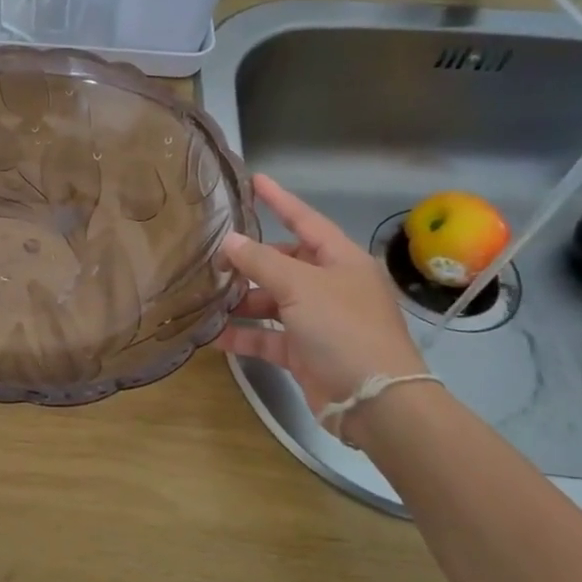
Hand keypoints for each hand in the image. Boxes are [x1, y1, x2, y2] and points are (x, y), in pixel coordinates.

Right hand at [215, 175, 428, 433]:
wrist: (375, 401)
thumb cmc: (343, 329)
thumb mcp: (300, 286)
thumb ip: (261, 261)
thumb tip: (230, 241)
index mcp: (342, 261)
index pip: (306, 220)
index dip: (280, 201)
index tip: (254, 180)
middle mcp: (332, 286)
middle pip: (285, 263)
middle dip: (251, 261)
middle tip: (213, 256)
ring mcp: (319, 321)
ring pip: (273, 301)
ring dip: (242, 300)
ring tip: (206, 296)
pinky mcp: (306, 353)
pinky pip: (268, 337)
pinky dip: (244, 335)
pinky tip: (213, 335)